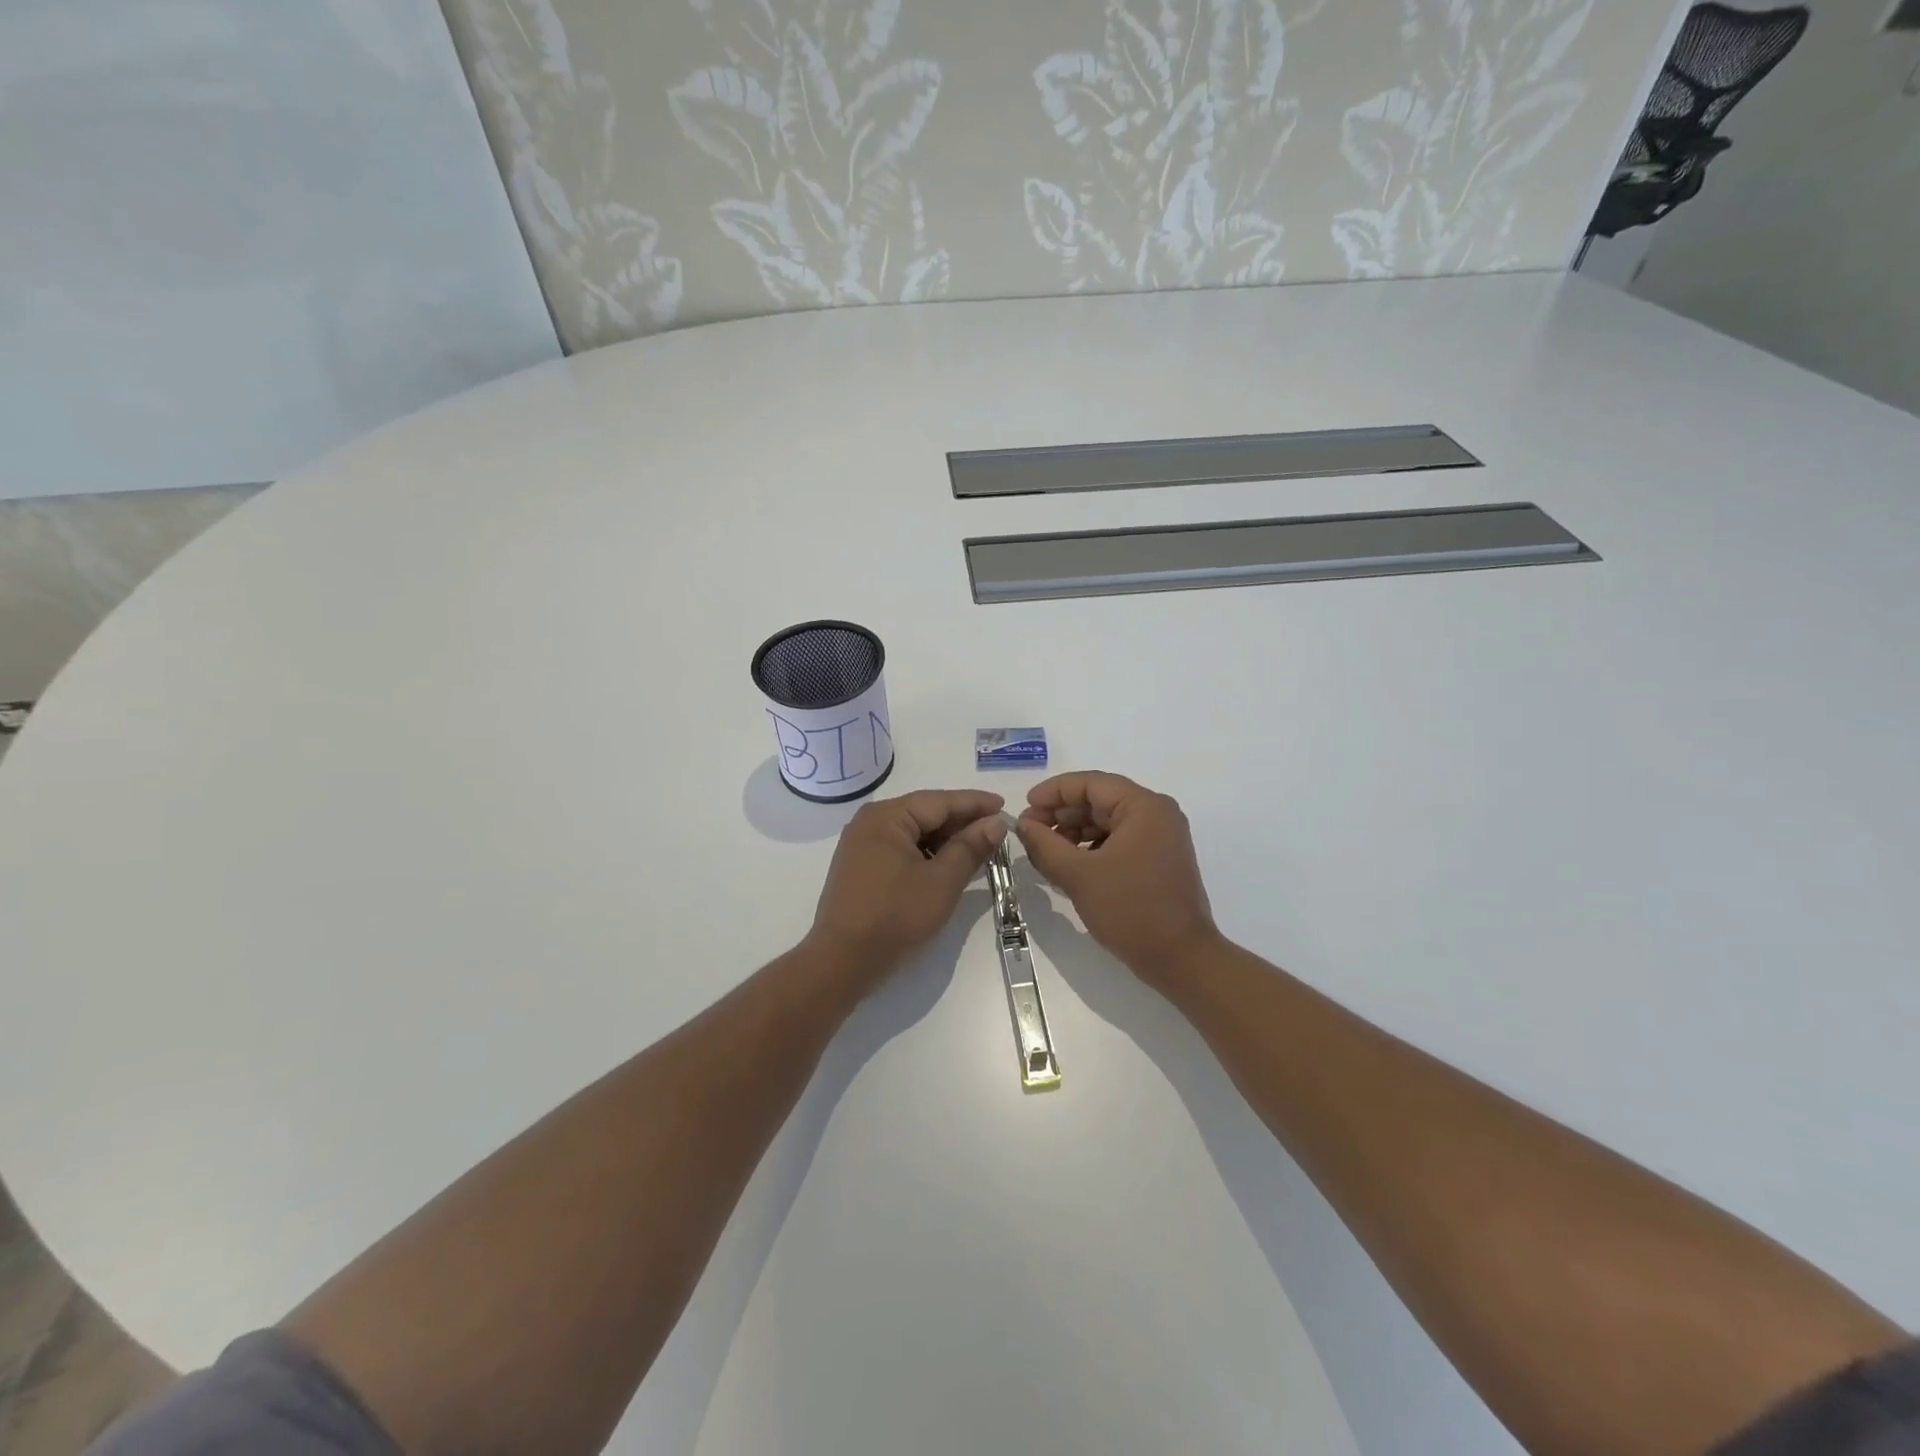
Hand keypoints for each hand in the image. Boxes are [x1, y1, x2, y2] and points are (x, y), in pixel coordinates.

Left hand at [809, 789, 1007, 979]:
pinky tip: (948, 865)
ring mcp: (862, 845)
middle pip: (925, 813)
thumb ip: (970, 847)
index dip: (975, 803)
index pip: (940, 801)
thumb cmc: (895, 916)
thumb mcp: (942, 881)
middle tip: (996, 830)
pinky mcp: (861, 867)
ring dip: (946, 840)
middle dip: (961, 822)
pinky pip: (901, 849)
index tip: (1004, 804)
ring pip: (914, 832)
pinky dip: (927, 854)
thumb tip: (995, 822)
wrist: (842, 961)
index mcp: (886, 817)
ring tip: (978, 849)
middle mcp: (870, 822)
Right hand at [1015, 771, 1218, 984]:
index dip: (1054, 792)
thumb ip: (1045, 844)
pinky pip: (1118, 842)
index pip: (1091, 784)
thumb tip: (1023, 824)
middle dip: (1061, 814)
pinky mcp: (1158, 860)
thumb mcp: (1079, 875)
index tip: (1025, 809)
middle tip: (1029, 833)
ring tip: (1044, 853)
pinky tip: (1068, 867)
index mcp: (1144, 807)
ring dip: (1073, 833)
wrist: (1181, 960)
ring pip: (1107, 822)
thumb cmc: (1131, 910)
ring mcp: (1160, 838)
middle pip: (1099, 801)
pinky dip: (1091, 849)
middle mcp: (1157, 814)